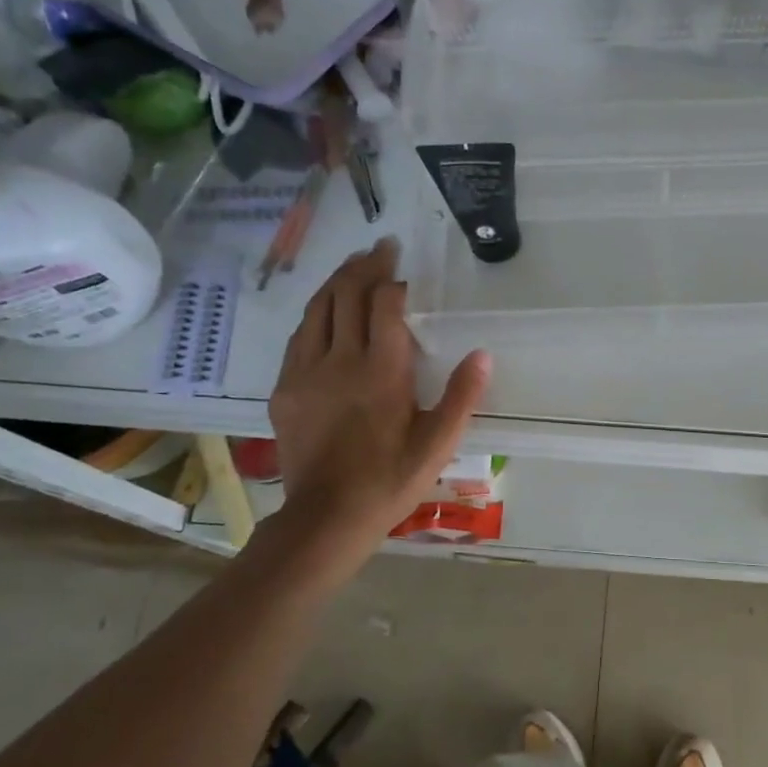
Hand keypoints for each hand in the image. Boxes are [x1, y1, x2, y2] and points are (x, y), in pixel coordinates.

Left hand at [269, 239, 490, 537]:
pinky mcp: (285, 389)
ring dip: (337, 282)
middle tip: (381, 249)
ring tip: (353, 265)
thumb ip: (461, 397)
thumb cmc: (390, 480)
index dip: (392, 280)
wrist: (326, 518)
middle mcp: (339, 361)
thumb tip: (482, 355)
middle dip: (365, 267)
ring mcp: (306, 373)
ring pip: (317, 310)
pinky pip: (298, 336)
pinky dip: (315, 313)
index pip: (384, 306)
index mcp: (381, 372)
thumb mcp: (438, 444)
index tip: (402, 266)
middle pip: (346, 296)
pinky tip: (324, 311)